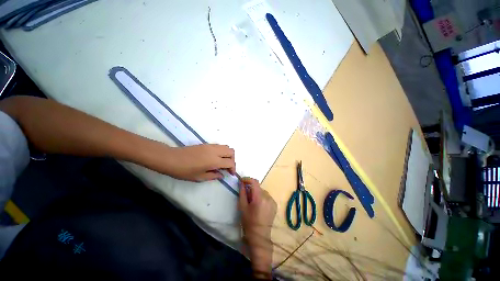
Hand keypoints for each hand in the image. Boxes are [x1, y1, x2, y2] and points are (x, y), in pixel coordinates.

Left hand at [153, 144, 235, 181]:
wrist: (172, 158)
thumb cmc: (185, 170)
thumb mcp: (199, 177)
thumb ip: (213, 176)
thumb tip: (221, 175)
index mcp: (214, 161)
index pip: (230, 162)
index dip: (233, 168)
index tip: (231, 174)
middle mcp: (215, 151)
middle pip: (231, 151)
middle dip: (233, 160)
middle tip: (228, 167)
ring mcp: (211, 146)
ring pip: (226, 147)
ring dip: (228, 154)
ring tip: (223, 162)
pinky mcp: (207, 144)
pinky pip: (220, 145)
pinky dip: (222, 151)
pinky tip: (216, 157)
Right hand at [239, 178, 276, 278]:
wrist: (260, 236)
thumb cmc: (249, 222)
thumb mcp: (243, 207)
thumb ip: (242, 193)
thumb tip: (241, 183)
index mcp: (259, 197)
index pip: (254, 182)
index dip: (248, 179)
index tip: (242, 181)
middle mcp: (268, 197)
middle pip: (258, 187)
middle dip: (251, 188)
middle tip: (246, 195)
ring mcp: (272, 200)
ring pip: (262, 191)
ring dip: (257, 193)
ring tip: (253, 202)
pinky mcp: (275, 204)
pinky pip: (267, 196)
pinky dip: (262, 197)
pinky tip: (259, 205)